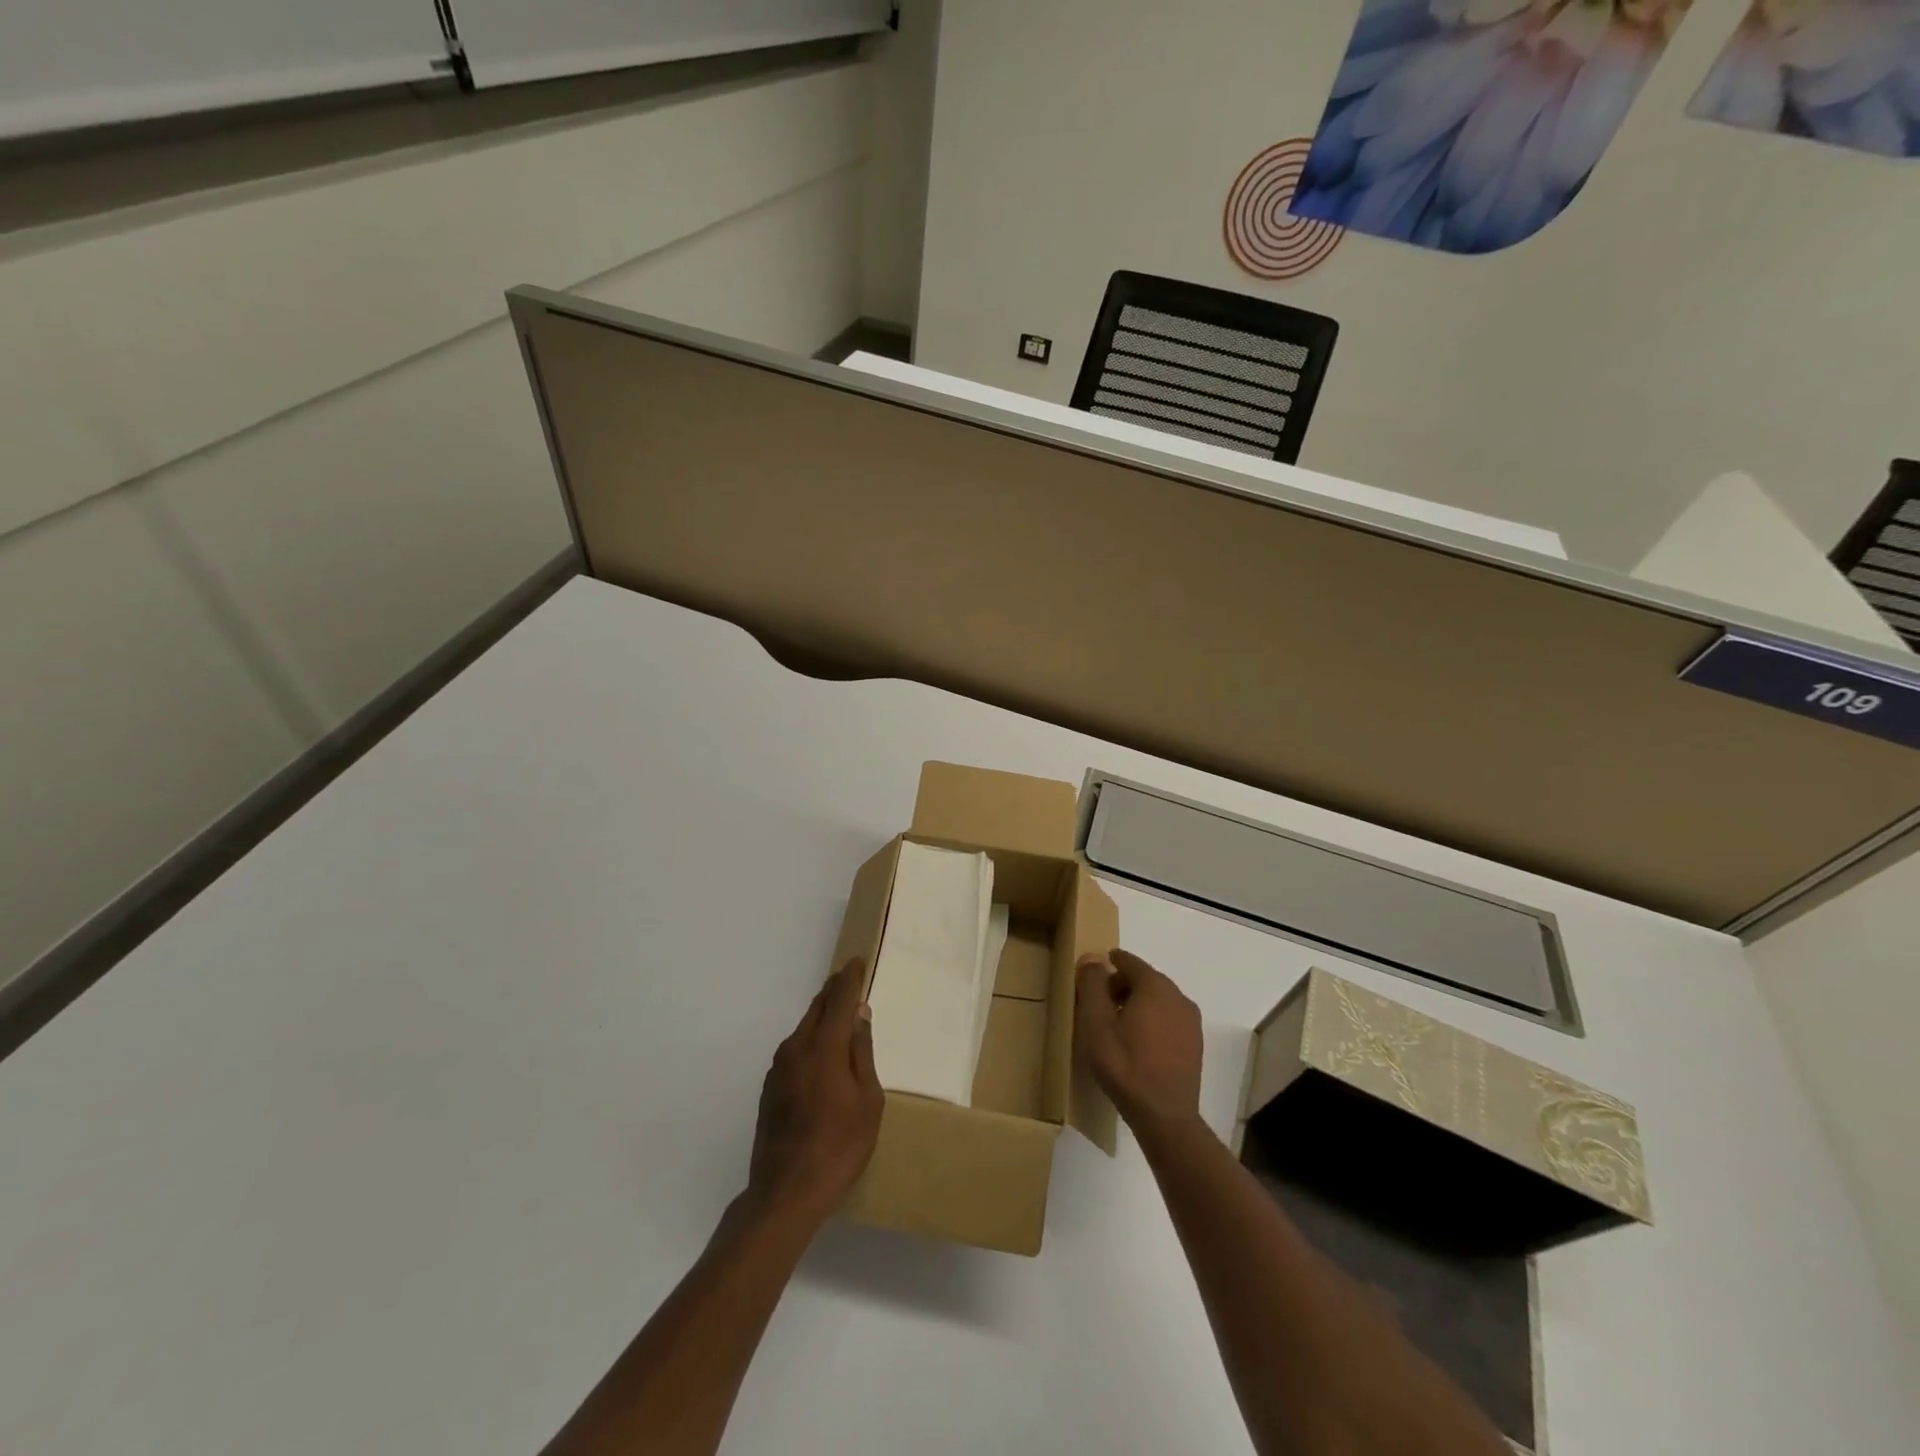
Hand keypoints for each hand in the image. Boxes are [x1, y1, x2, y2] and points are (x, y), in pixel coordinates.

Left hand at [746, 958, 883, 1229]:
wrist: (785, 1192)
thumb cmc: (839, 1146)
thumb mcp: (867, 1101)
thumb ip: (861, 1053)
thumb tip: (859, 1015)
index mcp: (823, 1047)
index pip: (838, 999)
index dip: (849, 978)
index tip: (857, 961)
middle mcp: (796, 1049)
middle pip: (816, 1009)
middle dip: (833, 991)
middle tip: (849, 981)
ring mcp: (779, 1069)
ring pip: (803, 1028)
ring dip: (821, 1015)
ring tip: (840, 1014)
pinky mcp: (770, 1088)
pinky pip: (795, 1049)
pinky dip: (811, 1038)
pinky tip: (823, 1053)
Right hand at [1076, 948, 1203, 1137]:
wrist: (1164, 1116)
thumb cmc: (1125, 1065)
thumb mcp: (1096, 1023)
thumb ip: (1092, 985)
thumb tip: (1093, 959)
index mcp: (1155, 986)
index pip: (1129, 961)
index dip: (1109, 964)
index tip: (1092, 975)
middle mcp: (1178, 996)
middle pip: (1145, 979)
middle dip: (1121, 985)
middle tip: (1099, 1004)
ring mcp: (1190, 1020)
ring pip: (1158, 999)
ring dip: (1137, 1003)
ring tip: (1116, 1025)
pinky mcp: (1195, 1042)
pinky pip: (1169, 1018)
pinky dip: (1152, 1019)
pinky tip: (1138, 1043)